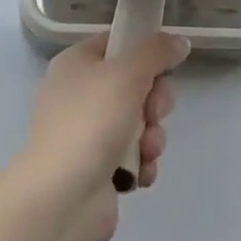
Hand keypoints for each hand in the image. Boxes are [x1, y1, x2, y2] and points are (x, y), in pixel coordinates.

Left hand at [23, 30, 190, 240]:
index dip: (144, 53)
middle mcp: (78, 94)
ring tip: (145, 152)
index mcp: (76, 64)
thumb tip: (178, 41)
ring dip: (152, 137)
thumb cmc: (91, 122)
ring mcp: (87, 133)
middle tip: (153, 116)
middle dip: (154, 104)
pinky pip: (133, 155)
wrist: (62, 198)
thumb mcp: (128, 73)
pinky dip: (142, 163)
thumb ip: (156, 51)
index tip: (163, 68)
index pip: (118, 43)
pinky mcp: (97, 167)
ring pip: (139, 122)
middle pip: (135, 84)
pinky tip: (140, 173)